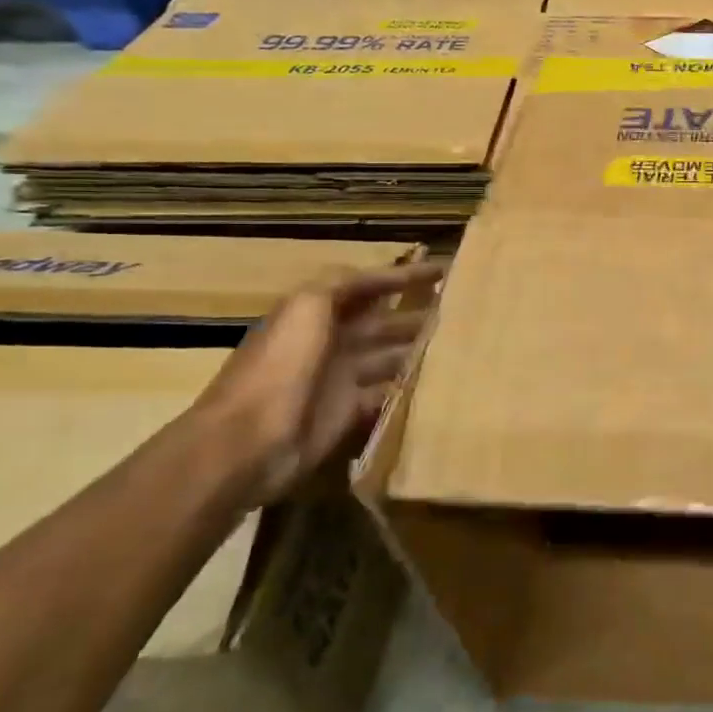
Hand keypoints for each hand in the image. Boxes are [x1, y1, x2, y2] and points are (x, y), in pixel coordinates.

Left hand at [191, 262, 440, 506]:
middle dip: (418, 314)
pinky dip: (409, 389)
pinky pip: (386, 396)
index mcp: (316, 314)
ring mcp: (338, 380)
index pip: (367, 287)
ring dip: (418, 351)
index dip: (402, 276)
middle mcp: (329, 342)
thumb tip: (381, 276)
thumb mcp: (305, 307)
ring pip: (389, 358)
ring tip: (460, 345)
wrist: (249, 441)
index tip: (443, 270)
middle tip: (463, 310)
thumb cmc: (281, 366)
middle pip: (382, 323)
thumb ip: (341, 284)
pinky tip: (439, 383)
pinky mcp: (346, 414)